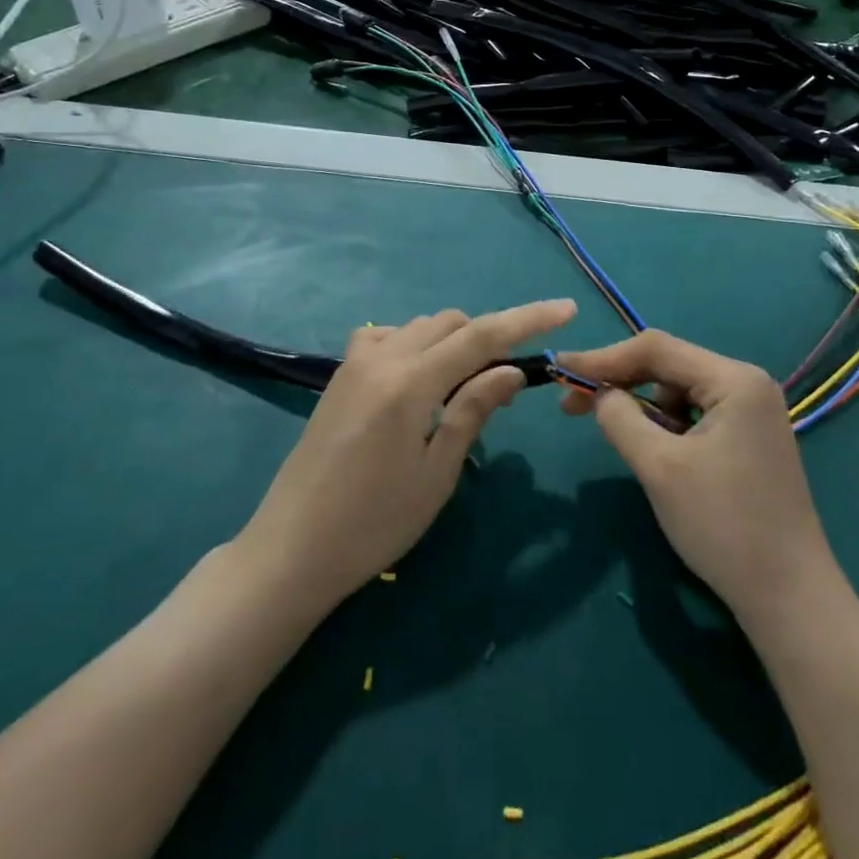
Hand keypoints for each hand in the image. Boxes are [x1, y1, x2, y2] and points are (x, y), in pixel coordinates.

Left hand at [238, 299, 576, 612]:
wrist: (291, 549)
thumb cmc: (373, 524)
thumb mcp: (436, 473)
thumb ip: (473, 410)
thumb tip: (511, 369)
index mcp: (411, 383)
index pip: (482, 336)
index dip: (528, 318)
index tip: (566, 309)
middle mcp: (383, 358)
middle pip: (452, 323)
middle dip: (489, 337)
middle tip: (507, 381)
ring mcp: (356, 362)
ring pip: (421, 326)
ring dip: (454, 341)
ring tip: (466, 386)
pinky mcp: (340, 375)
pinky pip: (388, 337)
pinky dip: (416, 344)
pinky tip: (419, 379)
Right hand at [559, 330, 835, 623]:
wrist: (790, 598)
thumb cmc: (723, 526)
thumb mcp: (660, 468)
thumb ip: (621, 418)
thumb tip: (600, 394)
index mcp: (734, 379)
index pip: (657, 349)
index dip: (603, 357)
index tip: (560, 370)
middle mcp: (747, 383)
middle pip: (669, 366)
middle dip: (621, 382)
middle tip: (573, 405)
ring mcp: (753, 411)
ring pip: (680, 391)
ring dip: (643, 407)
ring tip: (621, 438)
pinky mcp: (750, 438)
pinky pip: (696, 414)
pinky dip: (667, 425)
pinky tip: (654, 451)